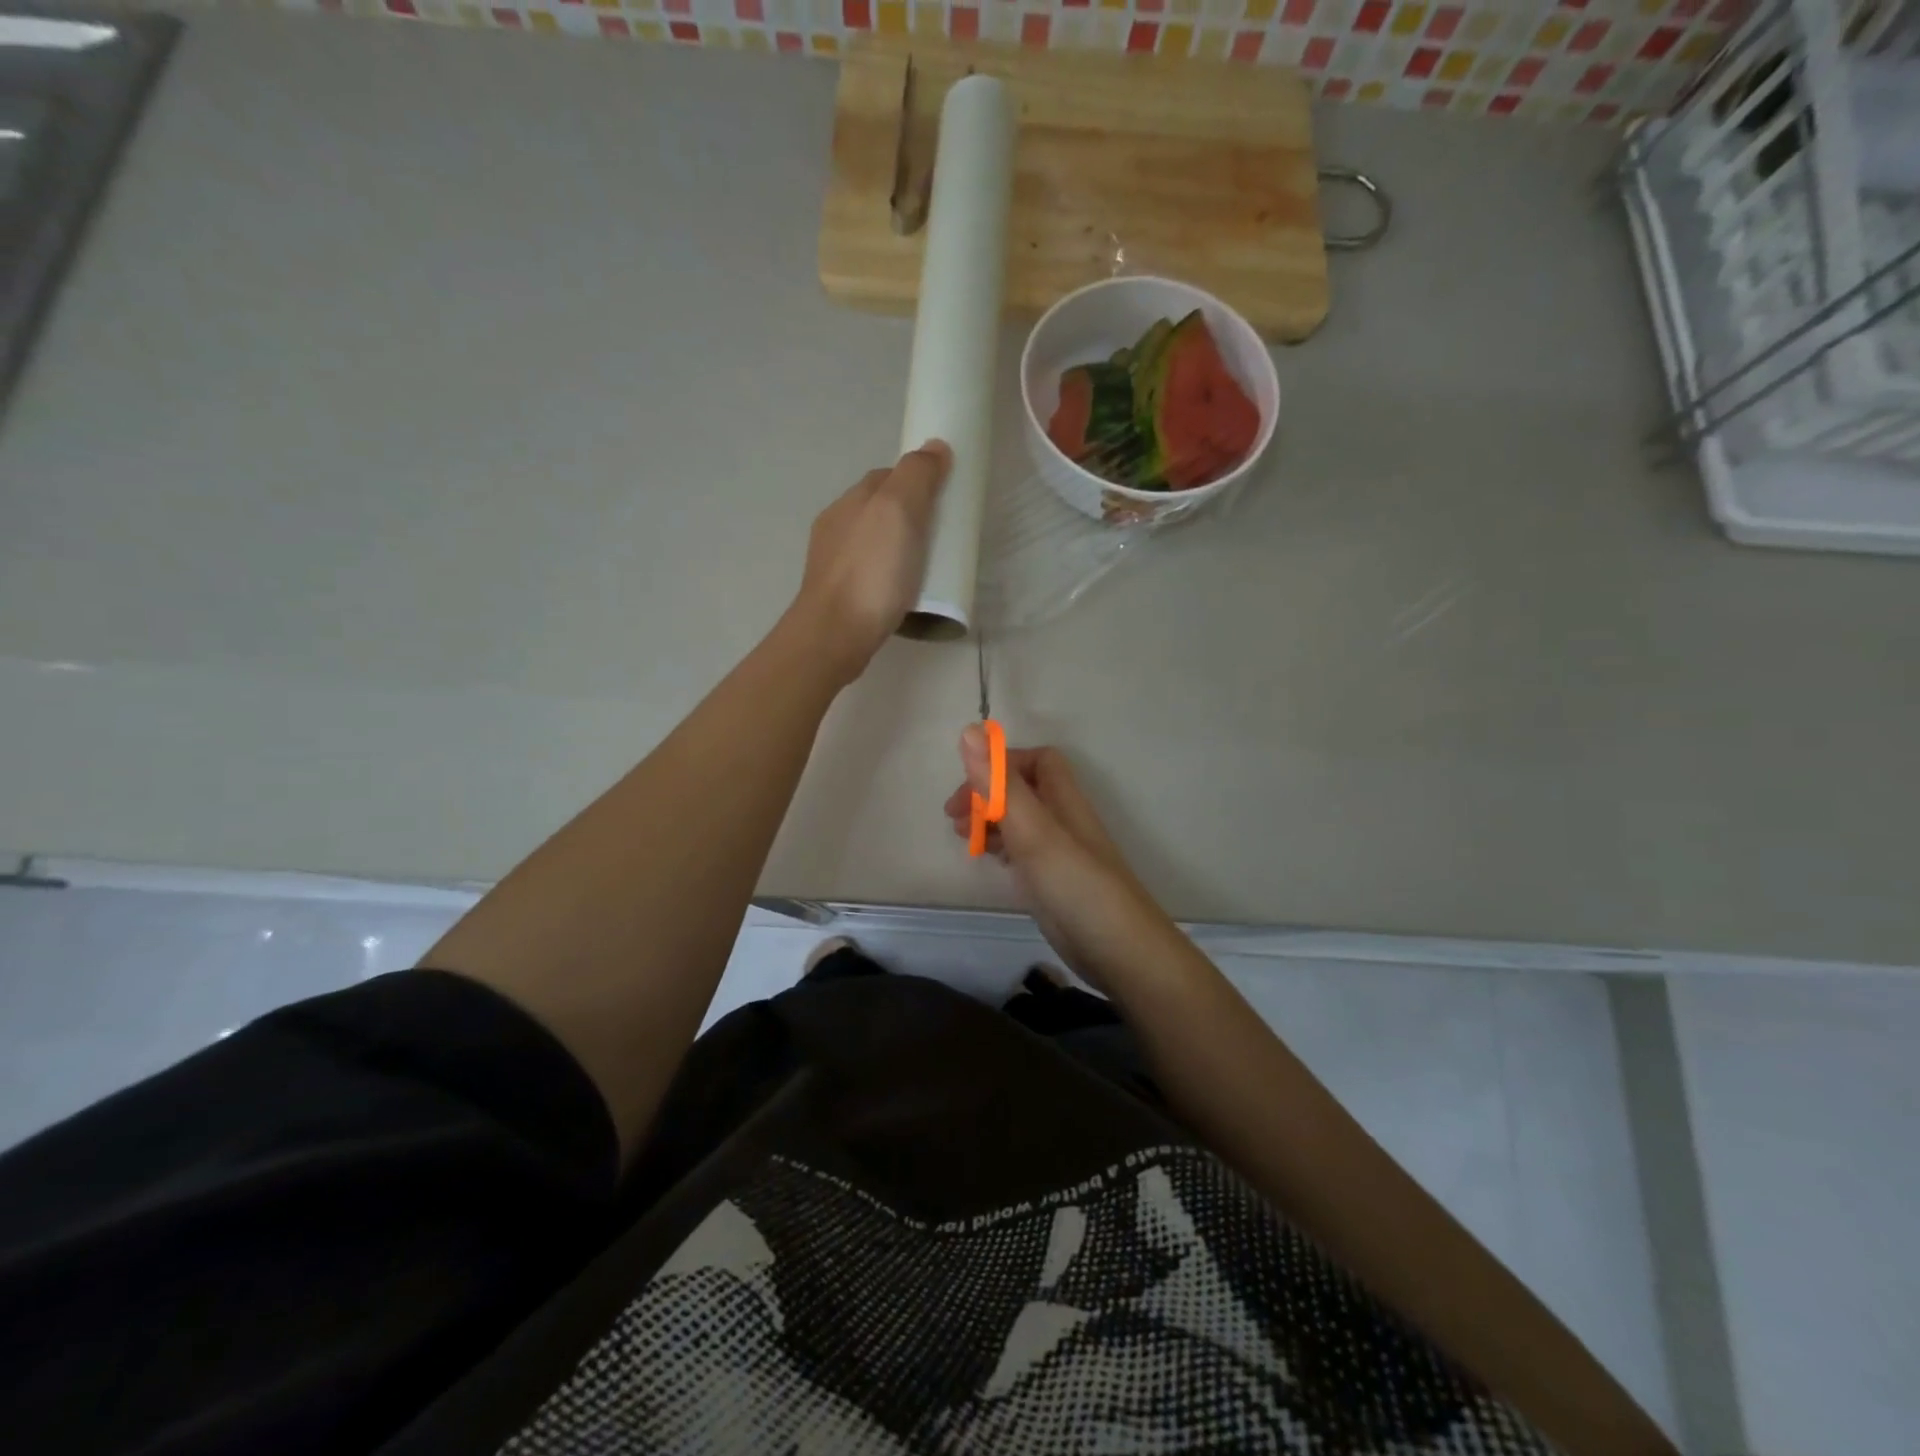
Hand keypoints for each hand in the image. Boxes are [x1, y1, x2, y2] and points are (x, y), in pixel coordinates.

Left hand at [789, 442, 949, 684]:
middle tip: (941, 537)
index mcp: (851, 500)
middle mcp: (836, 525)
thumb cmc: (871, 571)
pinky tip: (902, 591)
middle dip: (908, 516)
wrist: (835, 634)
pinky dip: (887, 574)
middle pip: (879, 509)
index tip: (944, 500)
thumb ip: (916, 476)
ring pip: (872, 543)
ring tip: (925, 567)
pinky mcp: (838, 595)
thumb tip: (934, 447)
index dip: (917, 481)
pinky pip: (869, 573)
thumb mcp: (899, 511)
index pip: (887, 476)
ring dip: (897, 547)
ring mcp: (833, 562)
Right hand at [944, 730, 1170, 990]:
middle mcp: (1062, 820)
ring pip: (1020, 820)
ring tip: (962, 836)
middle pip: (1023, 789)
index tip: (971, 783)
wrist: (1119, 951)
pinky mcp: (1052, 882)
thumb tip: (971, 730)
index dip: (1003, 762)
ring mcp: (1059, 853)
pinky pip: (1022, 851)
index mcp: (1063, 799)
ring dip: (990, 819)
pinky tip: (986, 859)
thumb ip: (1001, 785)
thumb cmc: (1076, 884)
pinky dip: (1000, 846)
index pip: (1038, 760)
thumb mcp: (1034, 830)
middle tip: (954, 817)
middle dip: (987, 794)